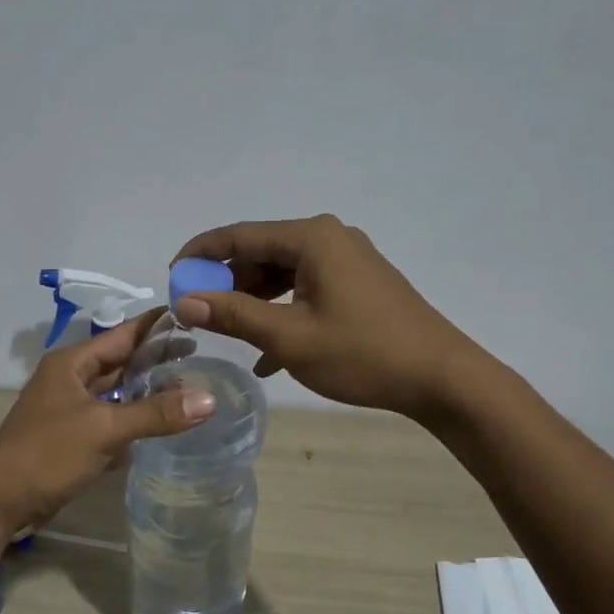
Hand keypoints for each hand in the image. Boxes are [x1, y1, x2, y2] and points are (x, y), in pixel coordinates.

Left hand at [0, 309, 214, 532]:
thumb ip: (155, 413)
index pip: (123, 334)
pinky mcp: (73, 439)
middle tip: (203, 356)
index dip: (157, 325)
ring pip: (117, 394)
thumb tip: (209, 399)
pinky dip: (134, 421)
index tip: (194, 315)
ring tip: (191, 388)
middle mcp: (71, 380)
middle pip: (122, 363)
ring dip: (148, 393)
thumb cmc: (46, 453)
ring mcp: (71, 410)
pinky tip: (162, 425)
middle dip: (157, 360)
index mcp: (72, 363)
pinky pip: (111, 421)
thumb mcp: (104, 428)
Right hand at [172, 214, 478, 418]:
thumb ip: (234, 314)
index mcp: (311, 238)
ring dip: (255, 303)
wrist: (441, 377)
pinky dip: (284, 313)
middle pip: (261, 253)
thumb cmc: (362, 353)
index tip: (172, 278)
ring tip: (232, 335)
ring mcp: (347, 260)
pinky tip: (269, 355)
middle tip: (200, 314)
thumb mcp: (290, 337)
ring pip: (283, 274)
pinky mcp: (359, 283)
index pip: (239, 235)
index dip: (200, 255)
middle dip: (228, 283)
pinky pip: (307, 289)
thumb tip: (183, 300)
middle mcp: (329, 238)